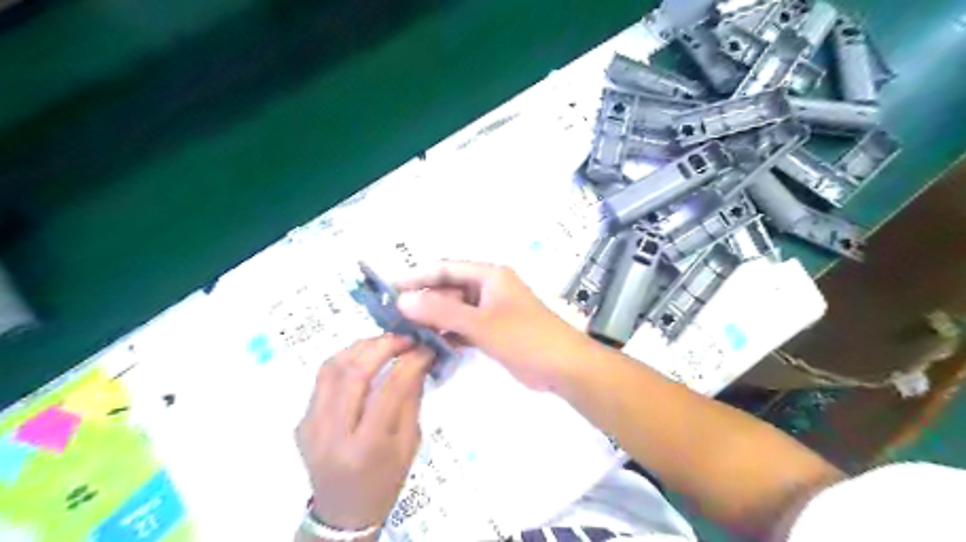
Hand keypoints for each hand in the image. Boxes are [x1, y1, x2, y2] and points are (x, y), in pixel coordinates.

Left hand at [295, 335, 429, 532]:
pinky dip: (346, 359)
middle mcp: (332, 434)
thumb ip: (411, 400)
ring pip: (332, 368)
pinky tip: (364, 356)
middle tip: (406, 338)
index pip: (389, 390)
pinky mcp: (301, 420)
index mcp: (366, 448)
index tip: (426, 348)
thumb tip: (418, 360)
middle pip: (354, 373)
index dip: (410, 362)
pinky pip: (322, 378)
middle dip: (383, 346)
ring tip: (386, 342)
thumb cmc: (385, 482)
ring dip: (361, 347)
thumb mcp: (409, 445)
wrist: (343, 511)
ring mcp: (310, 426)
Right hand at [395, 259, 596, 391]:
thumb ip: (442, 311)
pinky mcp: (493, 331)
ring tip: (406, 332)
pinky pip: (463, 327)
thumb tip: (404, 300)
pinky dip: (448, 335)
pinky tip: (430, 346)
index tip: (390, 288)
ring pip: (455, 310)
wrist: (563, 366)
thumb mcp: (481, 323)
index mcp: (489, 276)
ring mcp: (491, 311)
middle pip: (449, 289)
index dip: (418, 276)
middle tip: (394, 317)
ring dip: (434, 319)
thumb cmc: (525, 337)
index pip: (446, 269)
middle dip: (424, 301)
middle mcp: (488, 289)